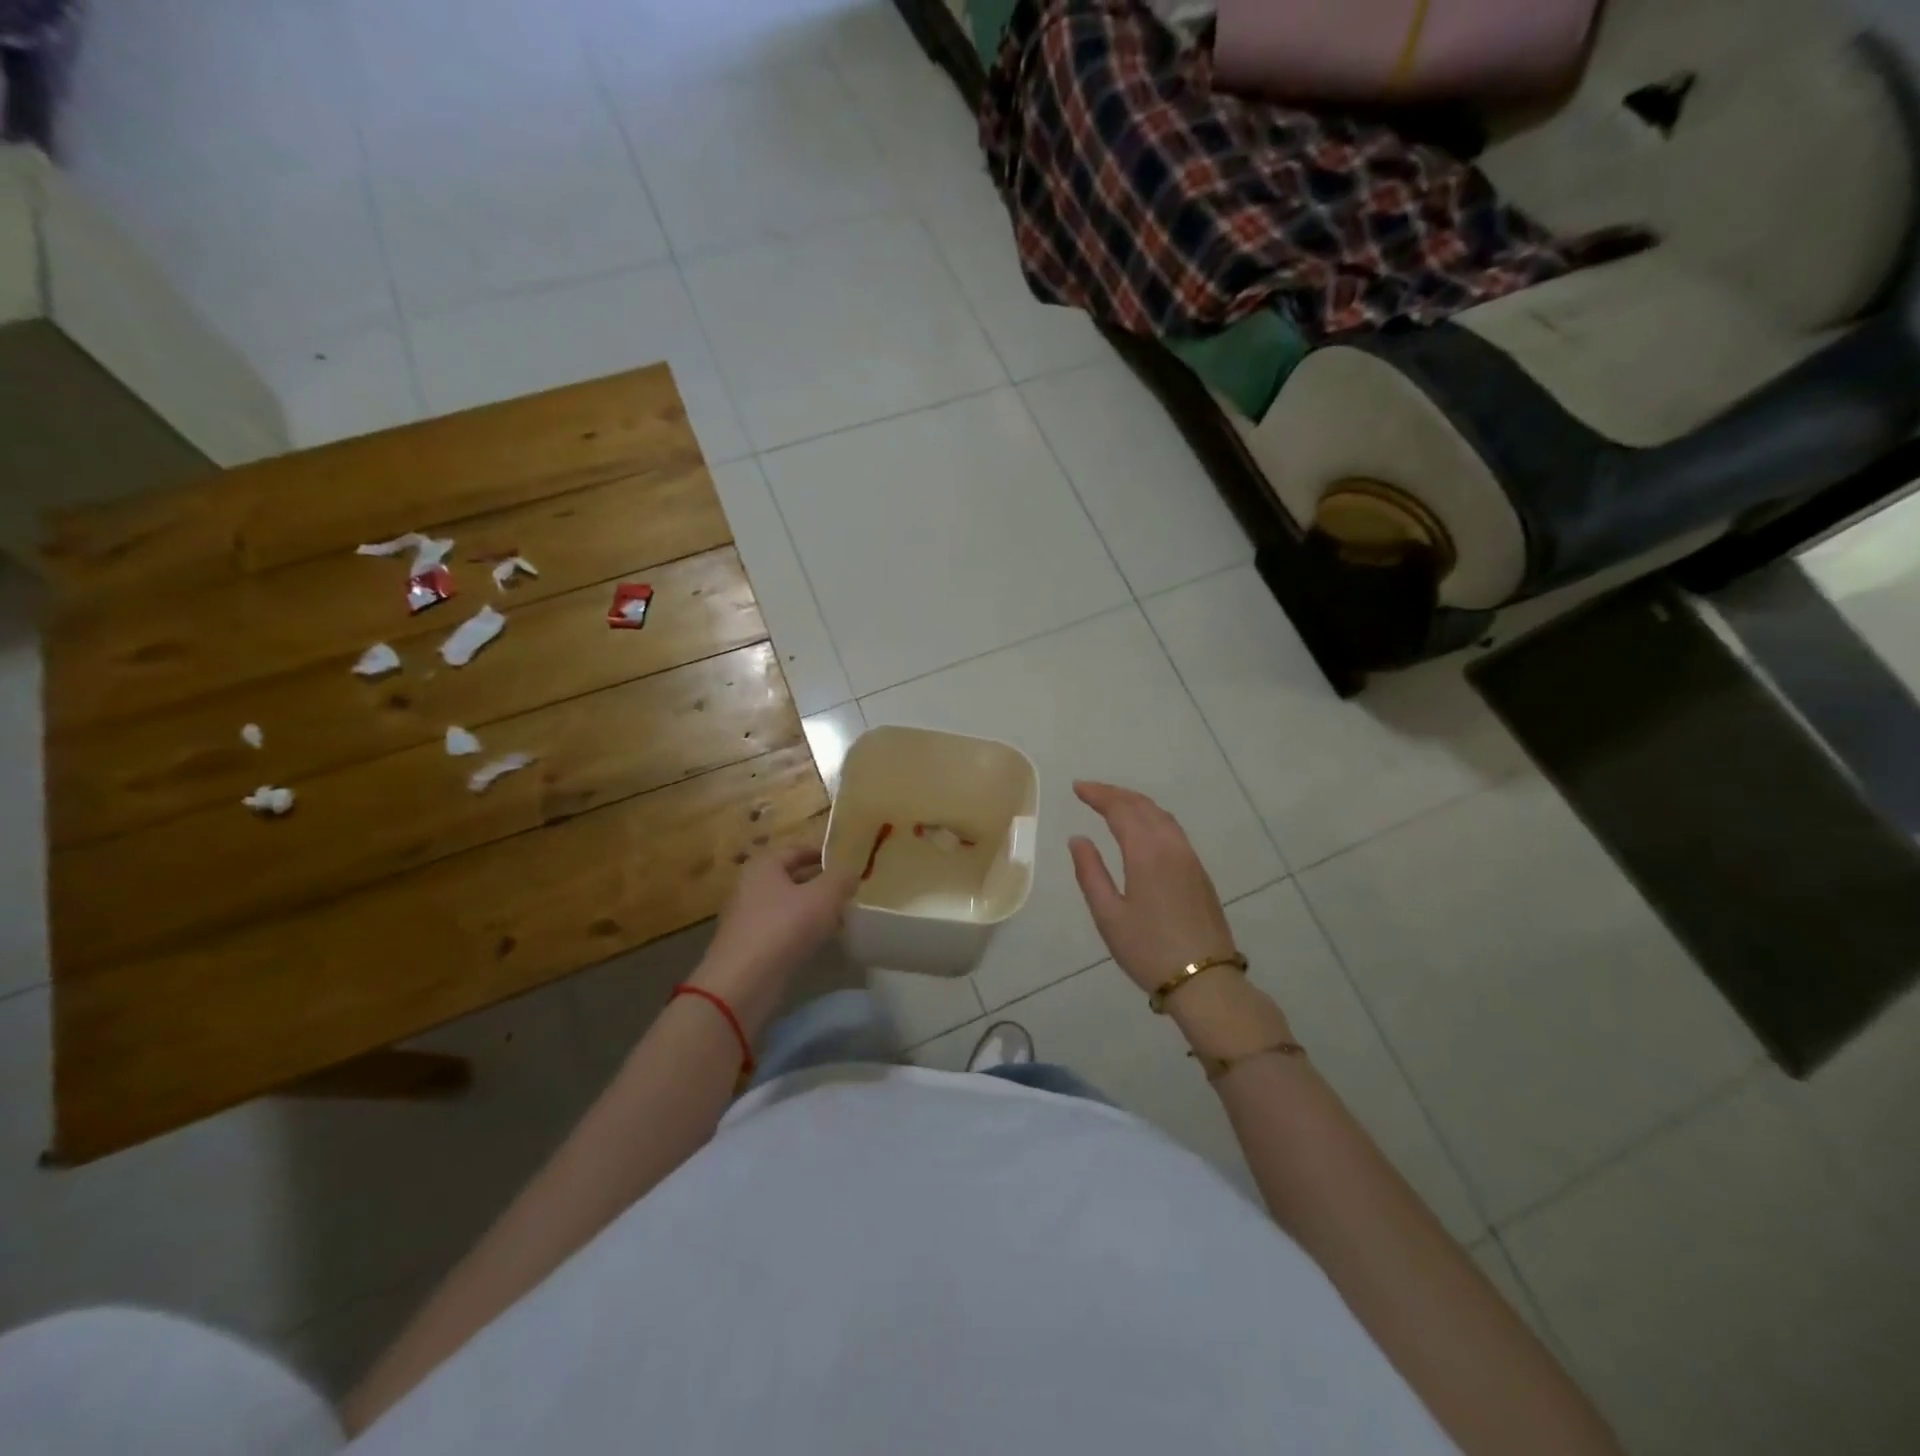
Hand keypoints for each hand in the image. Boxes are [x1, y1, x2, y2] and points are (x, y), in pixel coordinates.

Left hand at [693, 845, 856, 1031]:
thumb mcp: (824, 896)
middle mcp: (751, 886)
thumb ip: (841, 878)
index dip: (822, 854)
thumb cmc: (784, 927)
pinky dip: (801, 930)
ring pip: (787, 905)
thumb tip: (851, 872)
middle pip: (791, 878)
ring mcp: (747, 918)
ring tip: (840, 917)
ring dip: (812, 909)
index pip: (797, 850)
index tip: (846, 863)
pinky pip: (781, 929)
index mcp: (764, 866)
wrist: (743, 982)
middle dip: (820, 883)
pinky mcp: (750, 946)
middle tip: (847, 892)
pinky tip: (820, 941)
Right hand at [1068, 782, 1238, 995]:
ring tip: (1113, 803)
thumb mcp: (1108, 915)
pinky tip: (1143, 827)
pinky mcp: (1200, 873)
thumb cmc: (1148, 950)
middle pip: (1143, 806)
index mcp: (1146, 853)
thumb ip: (1091, 872)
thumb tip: (1078, 839)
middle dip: (1115, 793)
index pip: (1120, 809)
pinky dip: (1152, 817)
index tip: (1077, 787)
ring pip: (1162, 816)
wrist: (1205, 980)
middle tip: (1090, 791)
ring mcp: (1190, 859)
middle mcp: (1171, 847)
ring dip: (1135, 803)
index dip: (1098, 795)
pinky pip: (1173, 830)